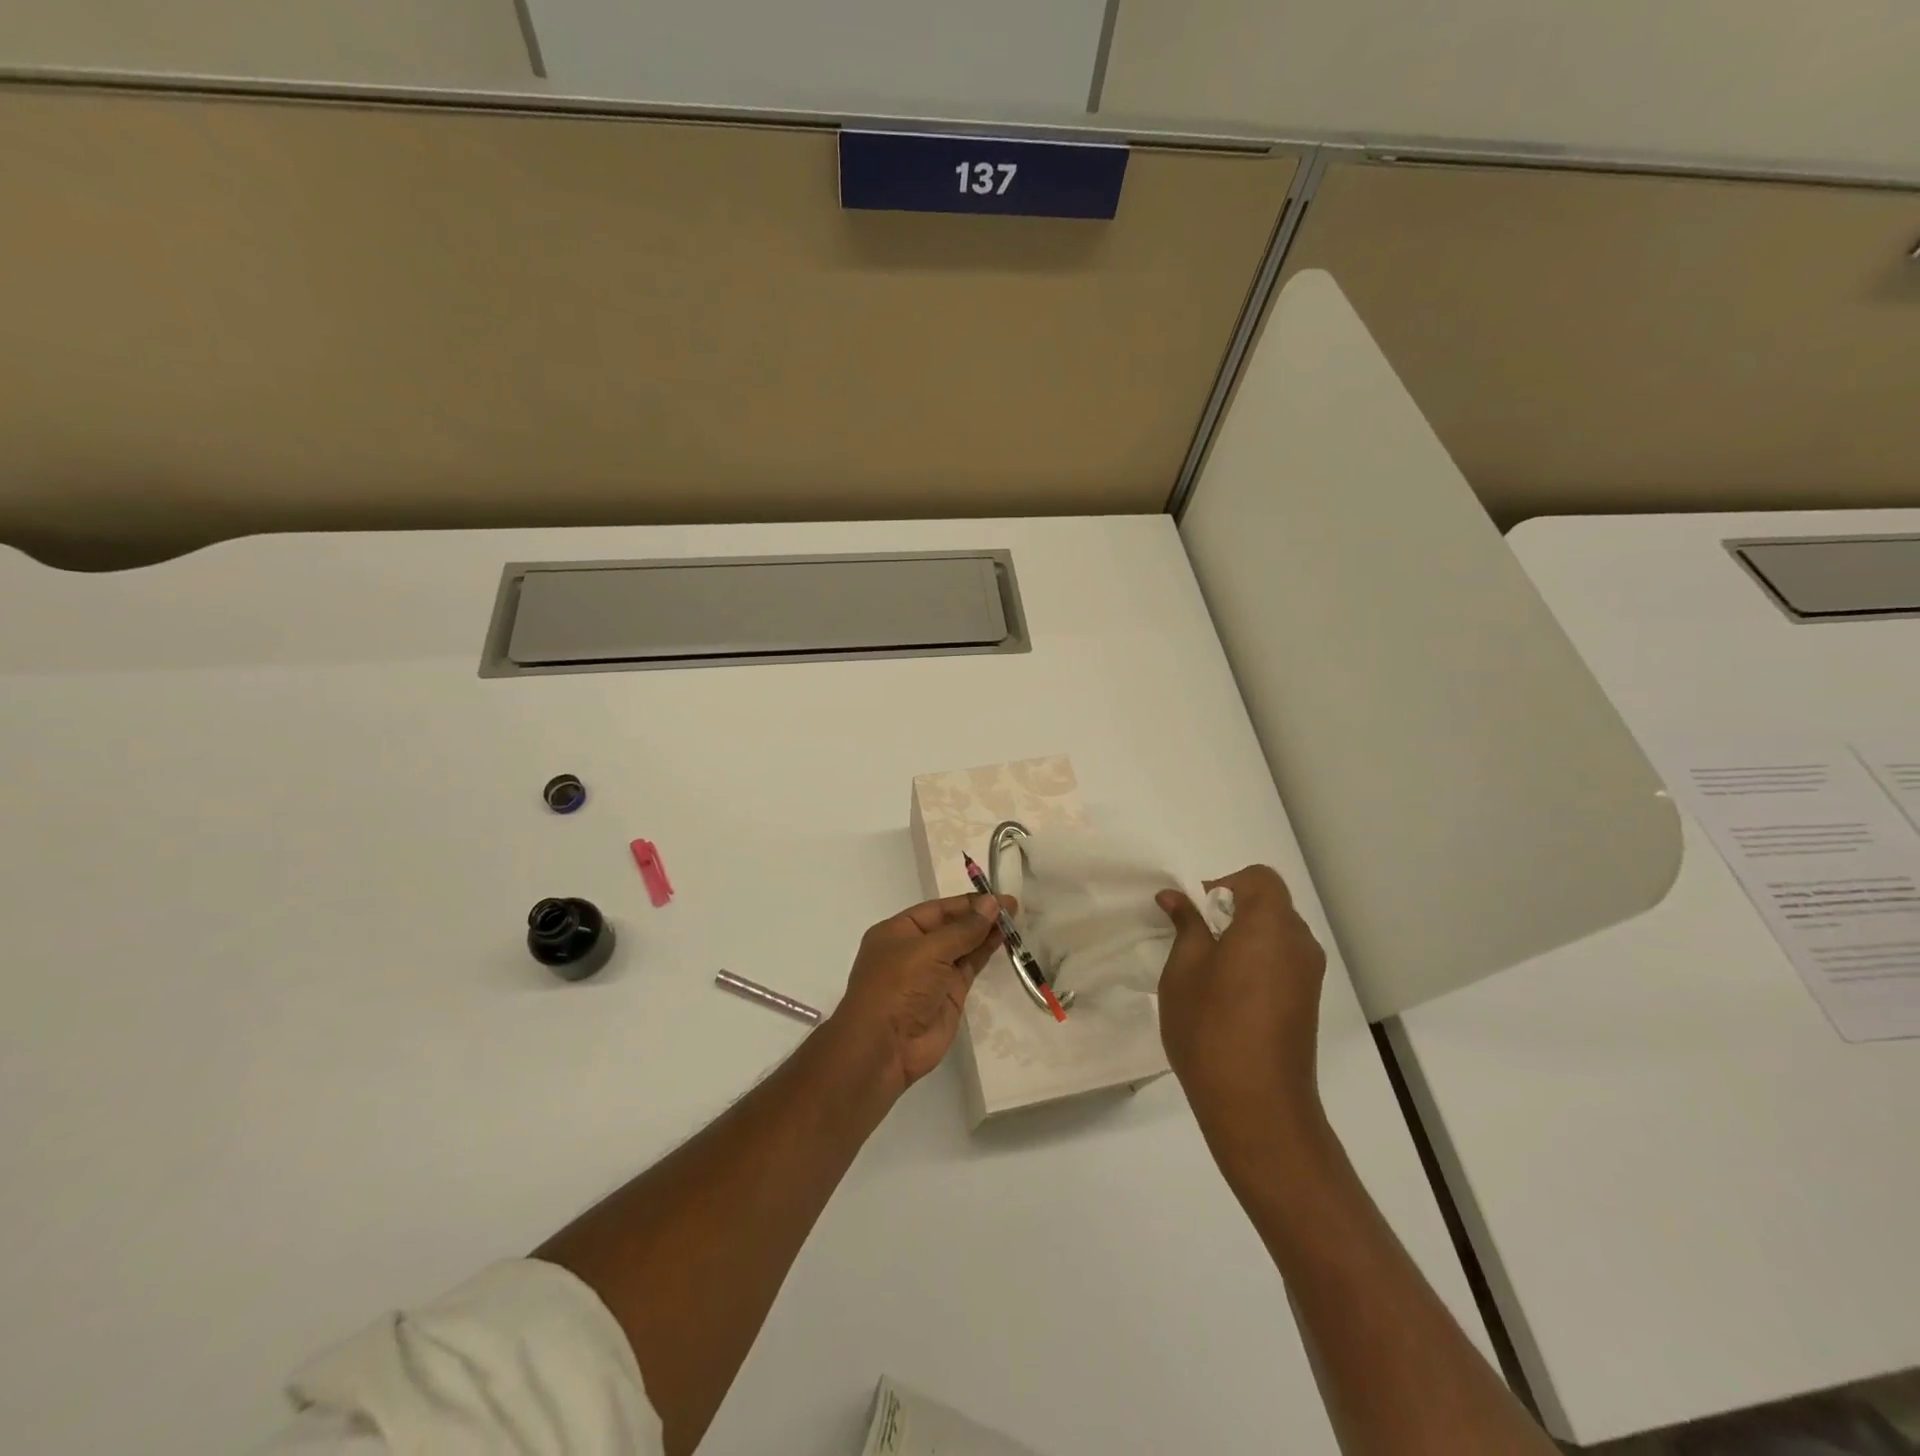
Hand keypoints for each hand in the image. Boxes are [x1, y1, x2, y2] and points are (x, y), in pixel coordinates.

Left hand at [830, 892, 1013, 1098]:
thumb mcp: (929, 951)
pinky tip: (1002, 940)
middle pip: (951, 926)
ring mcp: (932, 973)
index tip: (997, 898)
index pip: (937, 909)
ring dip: (985, 933)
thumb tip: (992, 904)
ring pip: (963, 946)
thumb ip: (963, 929)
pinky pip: (969, 967)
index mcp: (898, 931)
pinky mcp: (949, 994)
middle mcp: (914, 949)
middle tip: (1012, 907)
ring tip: (1013, 920)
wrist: (886, 1047)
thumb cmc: (898, 988)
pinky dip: (984, 953)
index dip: (967, 903)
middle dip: (979, 916)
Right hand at [1157, 865, 1327, 1147]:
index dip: (1225, 885)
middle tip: (1196, 940)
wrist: (1257, 1106)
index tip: (1197, 914)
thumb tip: (1176, 897)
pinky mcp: (1308, 1003)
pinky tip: (1229, 996)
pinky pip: (1282, 962)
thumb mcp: (1183, 970)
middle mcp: (1299, 943)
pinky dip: (1257, 962)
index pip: (1259, 879)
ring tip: (1209, 971)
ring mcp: (1309, 976)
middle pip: (1269, 905)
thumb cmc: (1211, 1027)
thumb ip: (1186, 926)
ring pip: (1275, 935)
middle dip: (1231, 911)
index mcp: (1270, 925)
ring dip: (1244, 938)